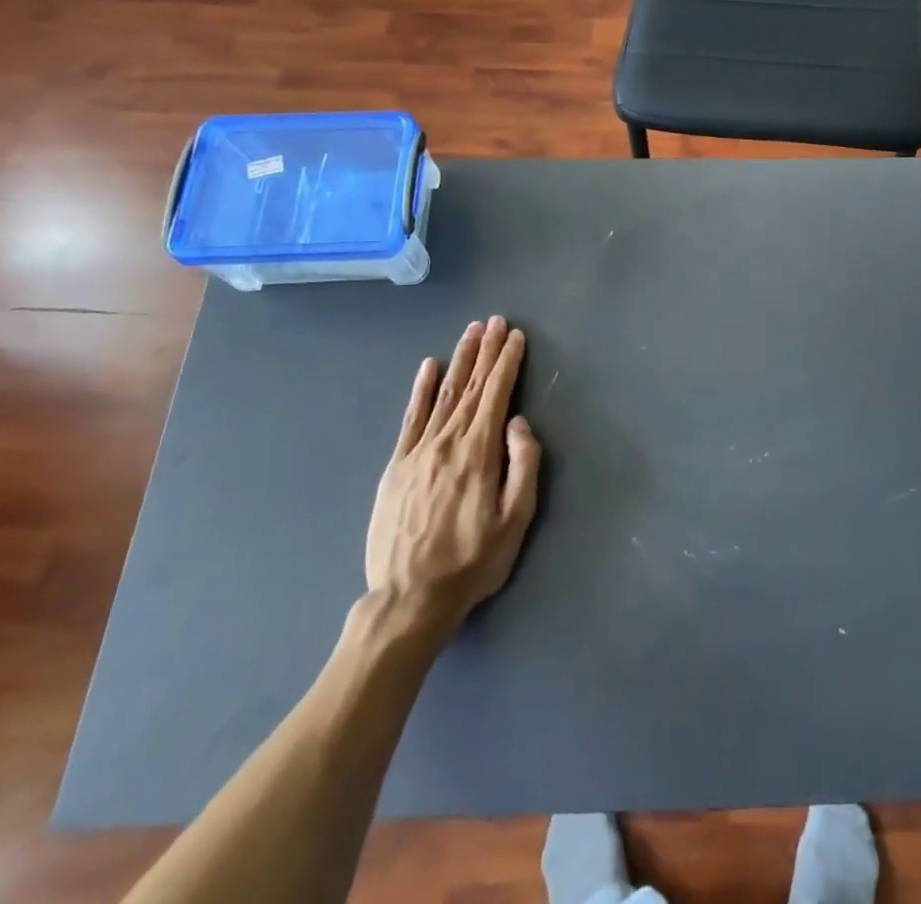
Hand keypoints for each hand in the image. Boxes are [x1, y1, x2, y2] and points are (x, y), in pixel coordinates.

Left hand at [364, 316, 541, 632]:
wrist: (408, 599)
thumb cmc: (472, 562)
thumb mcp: (515, 521)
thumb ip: (523, 466)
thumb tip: (518, 422)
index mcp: (478, 453)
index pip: (496, 395)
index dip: (507, 362)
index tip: (515, 336)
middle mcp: (447, 442)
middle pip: (471, 386)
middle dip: (486, 351)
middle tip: (495, 321)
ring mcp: (418, 451)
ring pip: (443, 394)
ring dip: (459, 360)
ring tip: (471, 332)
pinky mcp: (397, 465)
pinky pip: (411, 418)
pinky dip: (421, 389)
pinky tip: (428, 367)